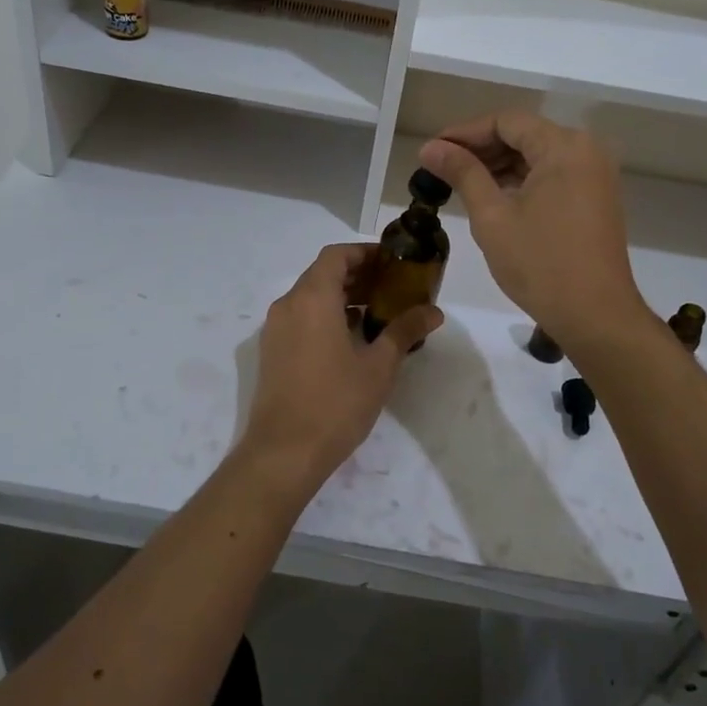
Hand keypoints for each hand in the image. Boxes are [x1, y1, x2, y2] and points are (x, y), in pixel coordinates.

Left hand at [233, 243, 442, 497]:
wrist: (283, 453)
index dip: (364, 253)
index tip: (392, 263)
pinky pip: (301, 318)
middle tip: (393, 287)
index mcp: (312, 299)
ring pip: (310, 297)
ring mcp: (276, 329)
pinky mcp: (273, 351)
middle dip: (357, 275)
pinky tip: (353, 339)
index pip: (336, 255)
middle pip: (323, 274)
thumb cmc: (335, 403)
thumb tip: (434, 312)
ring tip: (378, 313)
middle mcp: (288, 305)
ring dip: (342, 296)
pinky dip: (326, 316)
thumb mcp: (378, 366)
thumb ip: (404, 331)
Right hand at [418, 112, 643, 346]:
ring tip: (459, 183)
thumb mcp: (492, 216)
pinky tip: (492, 196)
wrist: (596, 315)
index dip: (465, 132)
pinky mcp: (595, 198)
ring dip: (499, 165)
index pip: (507, 122)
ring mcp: (595, 175)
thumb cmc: (540, 264)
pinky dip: (521, 181)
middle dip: (481, 148)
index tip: (433, 151)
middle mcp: (586, 151)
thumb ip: (463, 173)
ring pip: (538, 156)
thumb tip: (431, 148)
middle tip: (441, 168)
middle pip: (524, 134)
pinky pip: (553, 175)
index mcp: (564, 147)